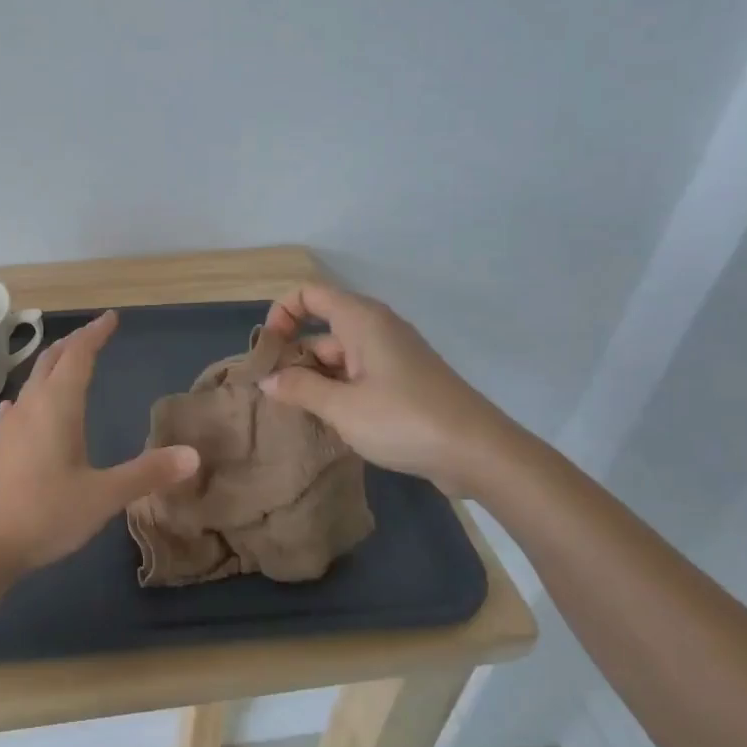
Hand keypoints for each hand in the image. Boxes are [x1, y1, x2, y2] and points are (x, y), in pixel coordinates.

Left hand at [0, 310, 199, 575]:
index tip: (111, 318)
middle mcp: (32, 406)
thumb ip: (148, 473)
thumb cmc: (45, 513)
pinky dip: (30, 395)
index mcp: (58, 406)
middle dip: (74, 343)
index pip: (78, 355)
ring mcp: (10, 427)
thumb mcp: (104, 495)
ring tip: (66, 362)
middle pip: (52, 360)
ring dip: (52, 365)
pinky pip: (18, 407)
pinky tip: (22, 406)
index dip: (95, 334)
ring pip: (32, 381)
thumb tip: (193, 455)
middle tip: (94, 334)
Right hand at [259, 283, 514, 497]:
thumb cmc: (404, 420)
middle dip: (293, 353)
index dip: (281, 313)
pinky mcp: (402, 382)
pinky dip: (336, 390)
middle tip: (272, 391)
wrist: (479, 453)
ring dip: (313, 377)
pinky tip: (325, 420)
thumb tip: (267, 379)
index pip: (309, 293)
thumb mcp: (342, 407)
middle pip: (321, 327)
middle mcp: (376, 329)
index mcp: (362, 320)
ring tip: (293, 412)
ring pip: (338, 355)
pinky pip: (357, 375)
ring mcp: (392, 356)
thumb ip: (299, 389)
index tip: (268, 351)